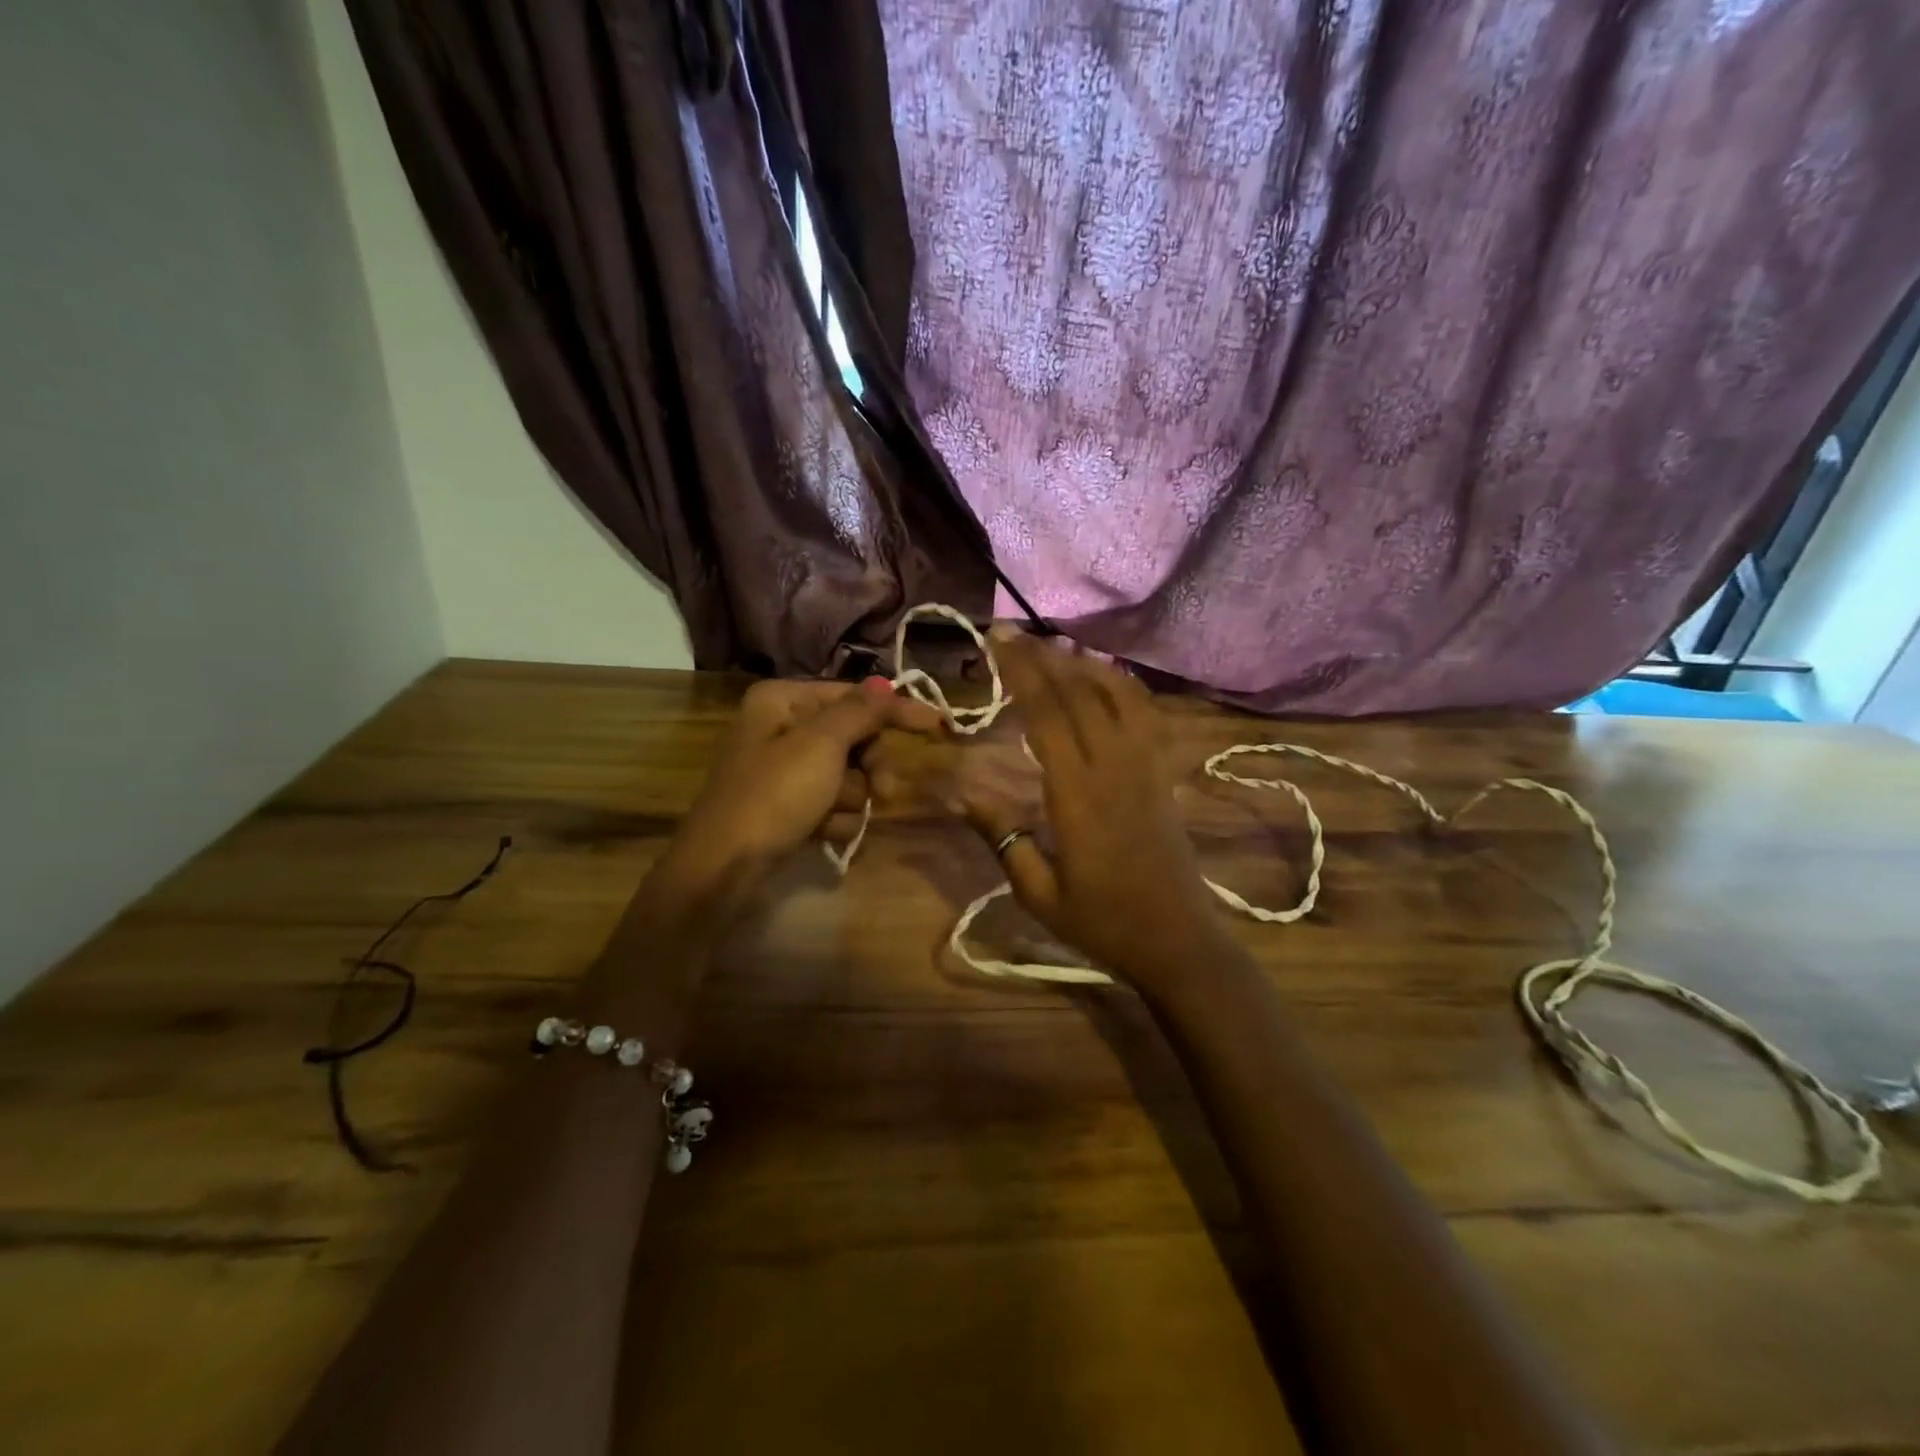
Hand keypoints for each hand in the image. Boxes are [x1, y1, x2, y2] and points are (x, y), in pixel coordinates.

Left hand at [666, 677, 944, 891]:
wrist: (723, 868)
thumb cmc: (773, 795)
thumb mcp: (821, 744)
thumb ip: (860, 711)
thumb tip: (886, 684)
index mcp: (782, 700)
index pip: (854, 696)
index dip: (895, 710)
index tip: (937, 724)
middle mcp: (780, 728)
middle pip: (853, 738)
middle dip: (869, 768)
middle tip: (884, 791)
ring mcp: (783, 771)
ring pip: (847, 776)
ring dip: (849, 799)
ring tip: (827, 817)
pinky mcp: (786, 806)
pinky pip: (830, 804)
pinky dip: (832, 819)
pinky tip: (818, 833)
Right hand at [955, 630, 1224, 984]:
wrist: (1178, 941)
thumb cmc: (1102, 922)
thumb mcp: (1038, 893)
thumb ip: (1002, 839)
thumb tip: (963, 794)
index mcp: (1079, 796)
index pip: (1048, 717)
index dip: (1022, 674)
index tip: (998, 644)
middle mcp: (1115, 769)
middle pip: (1080, 696)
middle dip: (1044, 658)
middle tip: (1011, 632)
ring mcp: (1146, 768)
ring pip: (1117, 697)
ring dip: (1083, 664)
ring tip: (1052, 645)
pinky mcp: (1163, 774)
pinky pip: (1147, 716)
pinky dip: (1124, 686)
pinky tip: (1104, 676)